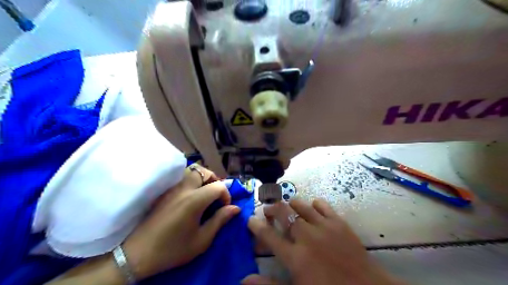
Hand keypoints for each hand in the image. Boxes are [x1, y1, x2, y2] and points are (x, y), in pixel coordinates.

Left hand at [124, 165, 240, 280]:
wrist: (138, 254)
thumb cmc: (173, 249)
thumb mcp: (202, 240)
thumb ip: (220, 220)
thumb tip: (235, 208)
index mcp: (194, 200)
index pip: (218, 186)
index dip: (226, 195)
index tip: (225, 207)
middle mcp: (183, 189)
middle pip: (203, 171)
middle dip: (214, 179)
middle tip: (215, 194)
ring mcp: (171, 188)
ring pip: (190, 171)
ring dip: (201, 178)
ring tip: (204, 192)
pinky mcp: (163, 192)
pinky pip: (180, 178)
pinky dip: (190, 181)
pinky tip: (189, 196)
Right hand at [244, 199, 403, 283]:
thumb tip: (244, 279)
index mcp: (295, 257)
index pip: (269, 236)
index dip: (256, 226)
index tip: (250, 219)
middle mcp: (306, 237)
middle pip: (283, 214)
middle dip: (272, 209)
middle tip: (268, 210)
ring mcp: (324, 227)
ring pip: (301, 205)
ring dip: (291, 204)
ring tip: (287, 208)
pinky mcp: (339, 222)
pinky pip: (322, 205)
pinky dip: (314, 204)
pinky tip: (312, 209)